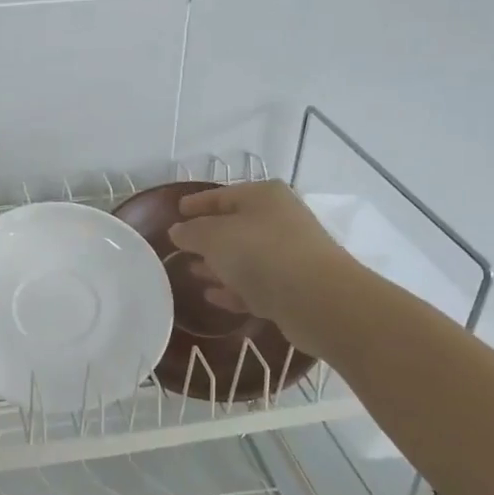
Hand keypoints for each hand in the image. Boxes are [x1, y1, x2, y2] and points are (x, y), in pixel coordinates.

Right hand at [167, 182, 353, 355]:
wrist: (317, 299)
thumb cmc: (260, 253)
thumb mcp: (213, 237)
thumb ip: (191, 232)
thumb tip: (178, 231)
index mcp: (263, 196)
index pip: (222, 195)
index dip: (197, 203)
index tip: (176, 211)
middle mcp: (280, 220)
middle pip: (235, 225)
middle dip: (207, 237)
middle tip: (181, 246)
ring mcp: (289, 254)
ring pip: (245, 257)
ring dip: (219, 265)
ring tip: (192, 272)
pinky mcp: (293, 288)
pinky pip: (255, 284)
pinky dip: (234, 288)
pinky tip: (212, 296)